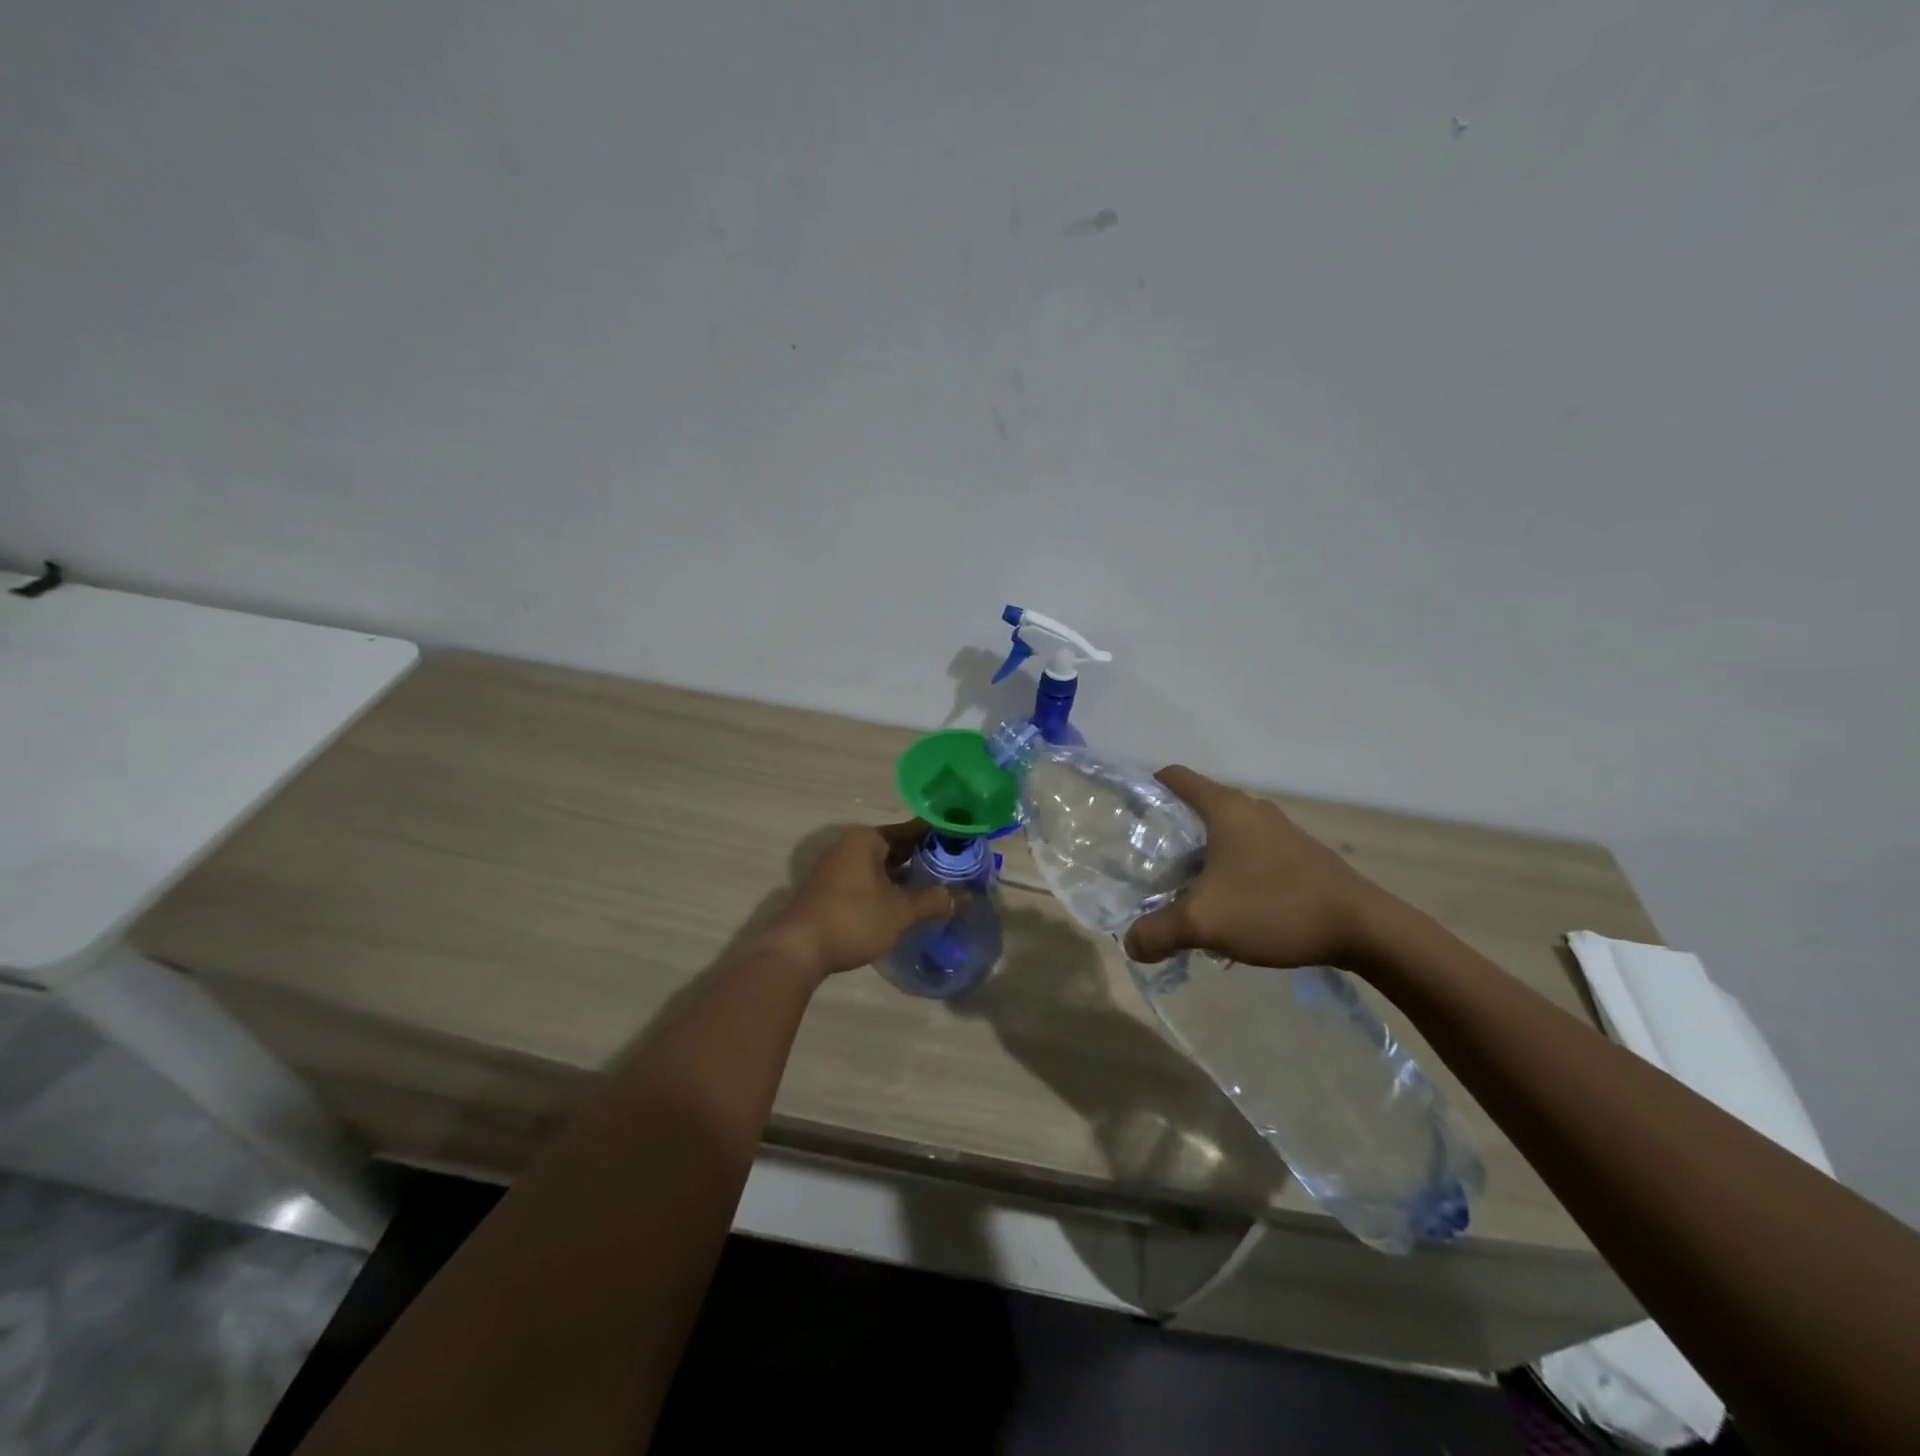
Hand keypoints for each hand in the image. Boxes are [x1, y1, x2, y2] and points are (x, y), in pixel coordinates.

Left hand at [758, 822, 955, 978]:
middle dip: (923, 857)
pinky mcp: (830, 891)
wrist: (798, 950)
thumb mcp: (899, 911)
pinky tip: (906, 902)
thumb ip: (933, 901)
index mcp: (865, 839)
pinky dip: (887, 887)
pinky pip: (867, 880)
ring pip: (880, 866)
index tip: (963, 842)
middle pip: (895, 846)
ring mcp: (836, 868)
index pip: (911, 829)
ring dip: (905, 875)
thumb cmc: (853, 918)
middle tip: (956, 866)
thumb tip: (966, 898)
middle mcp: (849, 846)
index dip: (938, 836)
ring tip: (937, 885)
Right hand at [1123, 766, 1392, 970]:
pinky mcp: (1300, 856)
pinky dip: (1231, 872)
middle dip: (1170, 837)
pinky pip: (1250, 854)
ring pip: (1225, 835)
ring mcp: (1280, 832)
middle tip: (1152, 871)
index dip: (1146, 789)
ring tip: (1188, 897)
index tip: (1129, 818)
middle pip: (1197, 809)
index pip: (1174, 777)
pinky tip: (1231, 911)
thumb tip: (1130, 944)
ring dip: (1202, 860)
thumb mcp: (1203, 923)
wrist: (1364, 929)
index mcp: (1225, 808)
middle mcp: (1252, 810)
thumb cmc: (1275, 907)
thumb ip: (1157, 932)